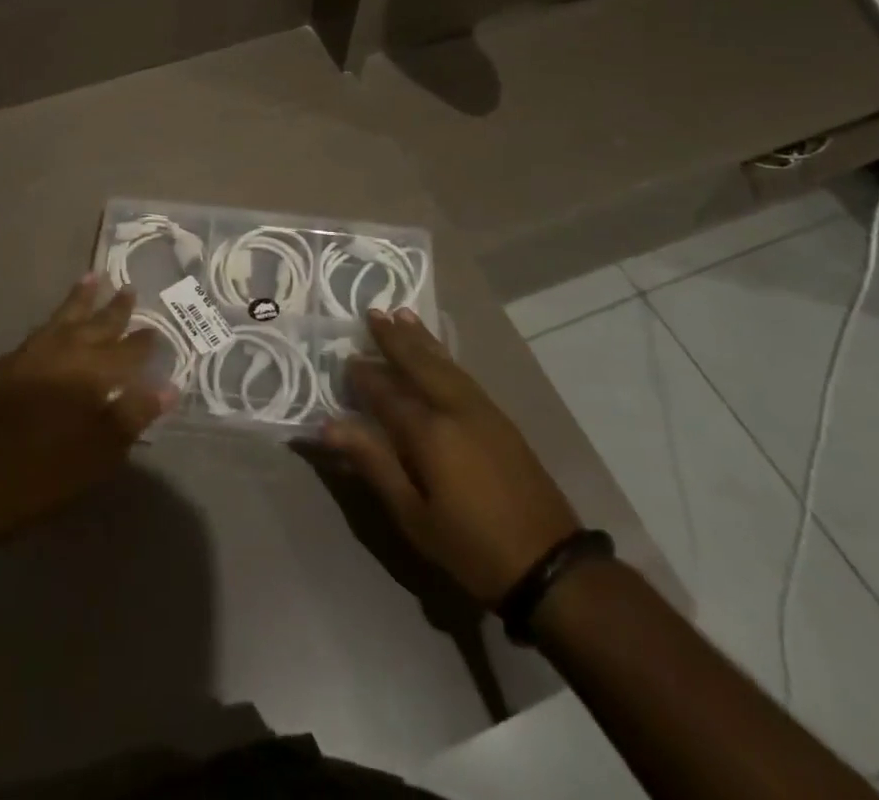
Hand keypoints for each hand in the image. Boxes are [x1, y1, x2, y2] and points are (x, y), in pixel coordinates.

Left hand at [0, 275, 172, 544]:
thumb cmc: (44, 471)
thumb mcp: (99, 453)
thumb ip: (133, 415)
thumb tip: (168, 386)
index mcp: (93, 372)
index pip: (128, 351)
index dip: (144, 342)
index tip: (157, 330)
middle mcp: (66, 352)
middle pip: (97, 324)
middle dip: (115, 309)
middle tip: (129, 289)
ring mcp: (34, 353)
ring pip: (65, 317)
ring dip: (82, 299)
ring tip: (93, 278)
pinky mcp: (9, 363)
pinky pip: (42, 329)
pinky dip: (55, 319)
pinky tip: (56, 322)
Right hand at [323, 308, 579, 603]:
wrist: (551, 565)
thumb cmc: (471, 547)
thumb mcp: (413, 514)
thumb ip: (372, 462)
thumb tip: (327, 426)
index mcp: (428, 431)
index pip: (385, 392)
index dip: (363, 375)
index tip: (345, 359)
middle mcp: (454, 408)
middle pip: (418, 363)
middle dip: (393, 338)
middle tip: (372, 312)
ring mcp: (482, 410)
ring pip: (444, 363)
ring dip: (420, 339)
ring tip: (401, 315)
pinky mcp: (500, 419)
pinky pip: (462, 373)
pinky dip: (443, 355)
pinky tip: (437, 352)